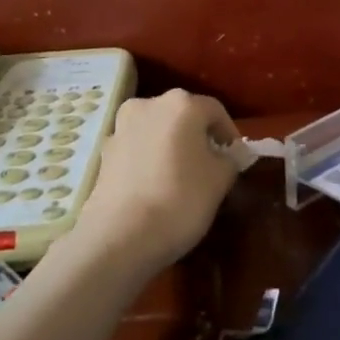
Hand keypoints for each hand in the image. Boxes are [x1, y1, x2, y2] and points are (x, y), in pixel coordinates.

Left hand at [72, 89, 240, 275]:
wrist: (120, 236)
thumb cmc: (181, 199)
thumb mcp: (220, 180)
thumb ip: (230, 159)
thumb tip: (226, 155)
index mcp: (181, 104)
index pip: (216, 111)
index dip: (229, 134)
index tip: (235, 158)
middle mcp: (148, 105)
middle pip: (183, 115)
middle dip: (198, 137)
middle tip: (210, 166)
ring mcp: (121, 127)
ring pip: (157, 130)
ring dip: (171, 146)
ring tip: (181, 176)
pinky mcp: (104, 153)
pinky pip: (137, 149)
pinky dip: (149, 159)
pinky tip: (155, 186)